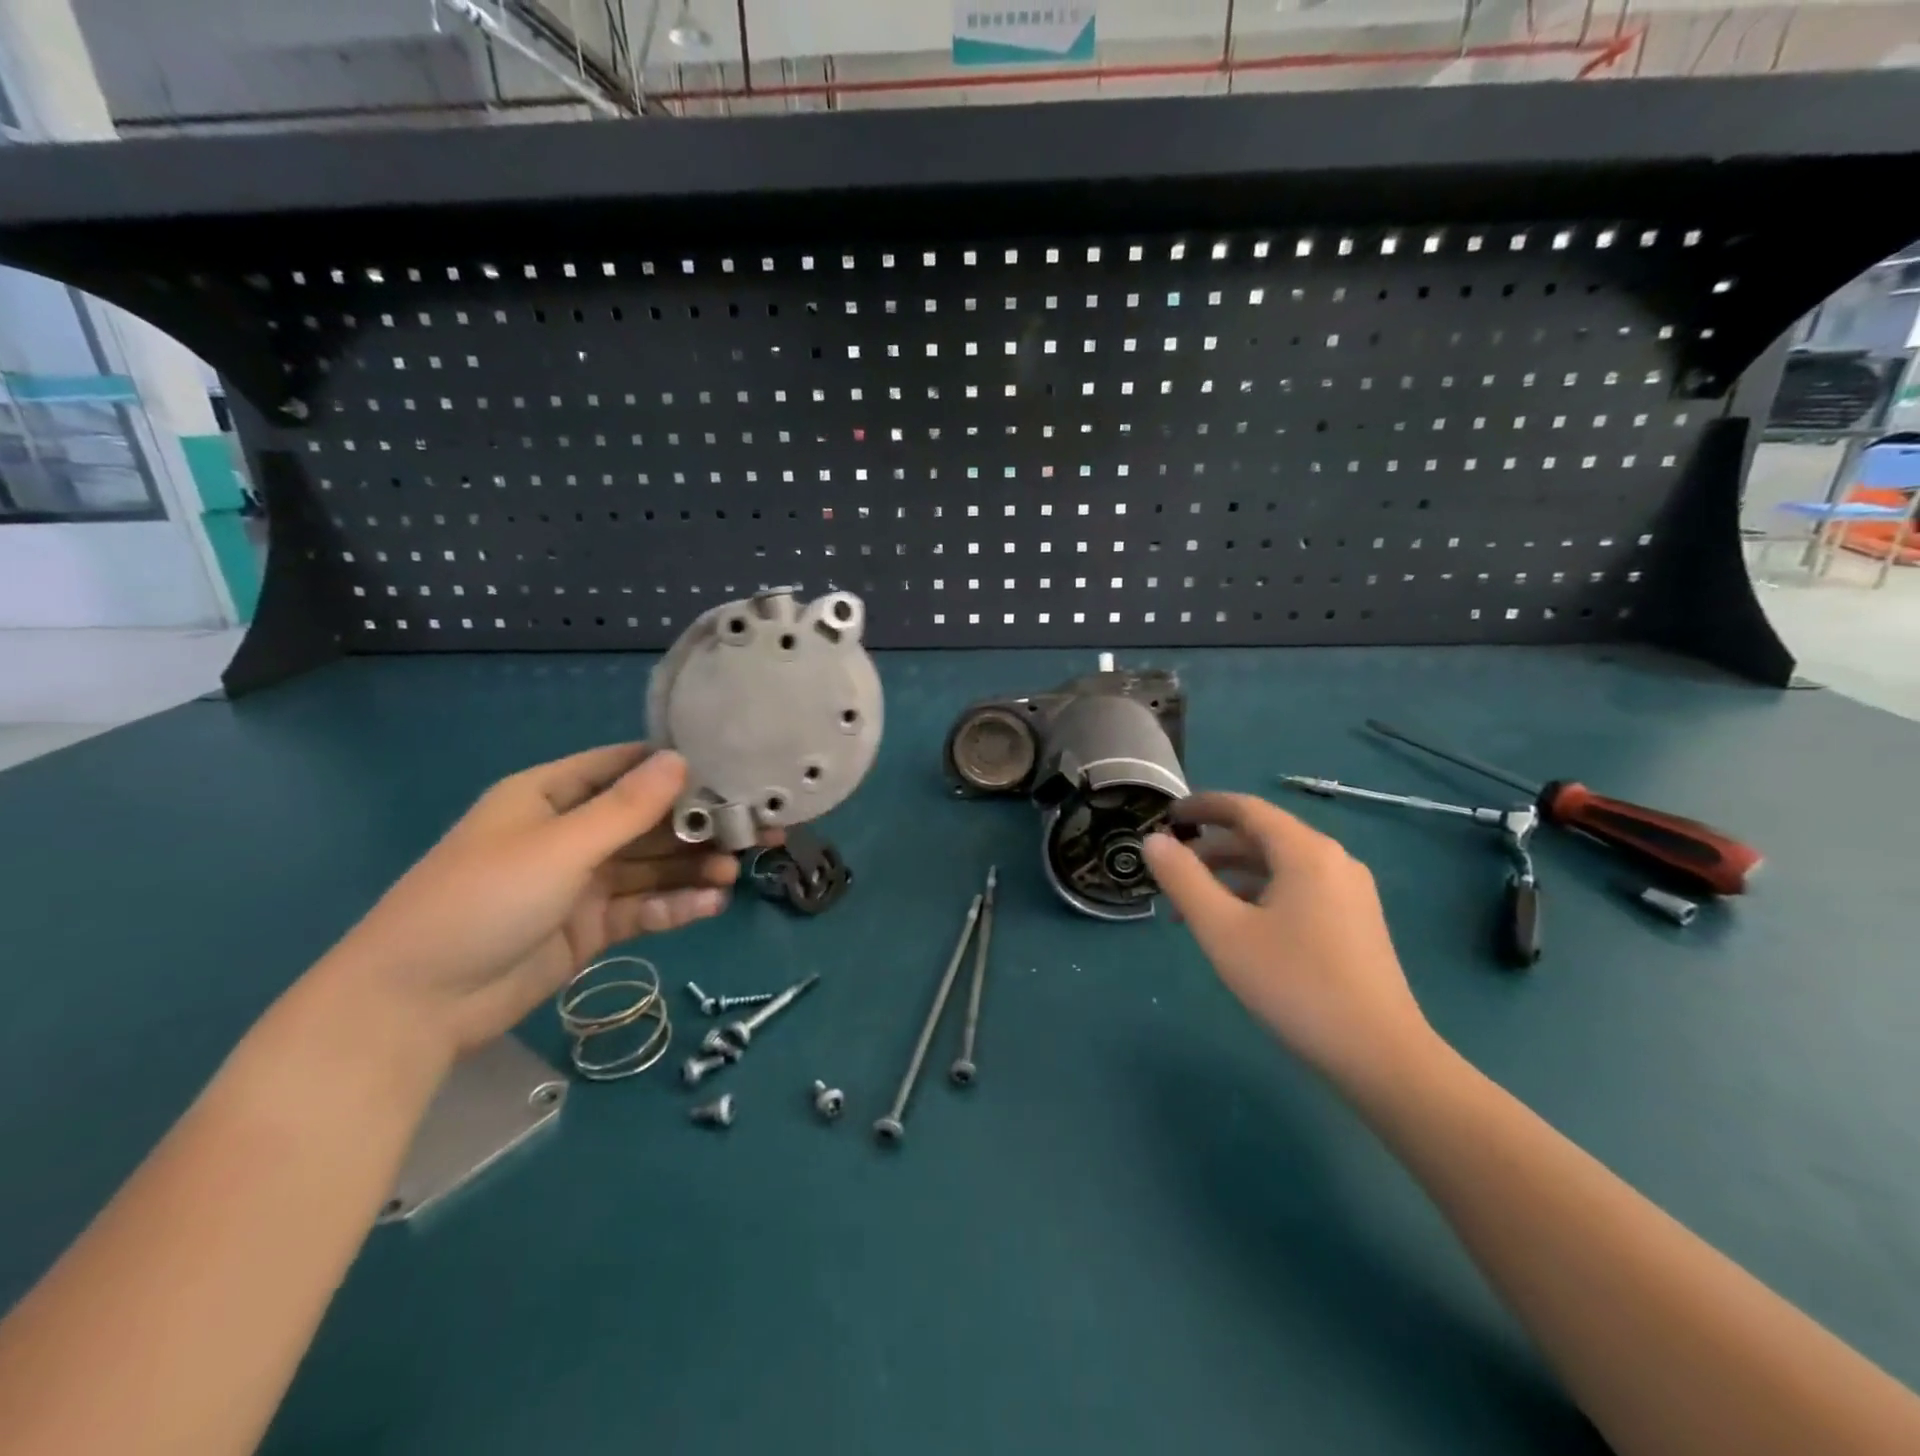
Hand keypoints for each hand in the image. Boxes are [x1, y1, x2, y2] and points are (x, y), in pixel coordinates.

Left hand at [321, 745, 756, 1055]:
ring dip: (693, 868)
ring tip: (738, 870)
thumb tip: (682, 760)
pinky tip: (713, 905)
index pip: (624, 767)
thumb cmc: (482, 901)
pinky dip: (676, 906)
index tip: (733, 768)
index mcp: (551, 796)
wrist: (415, 1005)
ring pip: (651, 867)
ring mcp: (581, 883)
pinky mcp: (590, 927)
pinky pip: (643, 908)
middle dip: (699, 825)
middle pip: (648, 820)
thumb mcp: (559, 847)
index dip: (675, 766)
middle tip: (758, 828)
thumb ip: (627, 809)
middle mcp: (571, 833)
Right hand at [1142, 792, 1435, 1089]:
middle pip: (1261, 837)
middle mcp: (1332, 860)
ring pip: (1278, 867)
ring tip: (1192, 908)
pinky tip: (1236, 928)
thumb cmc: (1295, 985)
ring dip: (1231, 876)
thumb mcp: (1223, 930)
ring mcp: (1349, 892)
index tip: (1165, 815)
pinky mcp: (1355, 922)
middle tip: (1170, 871)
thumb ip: (1183, 879)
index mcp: (1305, 852)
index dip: (1202, 806)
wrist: (1381, 1057)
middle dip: (1211, 849)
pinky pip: (1296, 890)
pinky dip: (1258, 895)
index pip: (1245, 808)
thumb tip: (1153, 840)